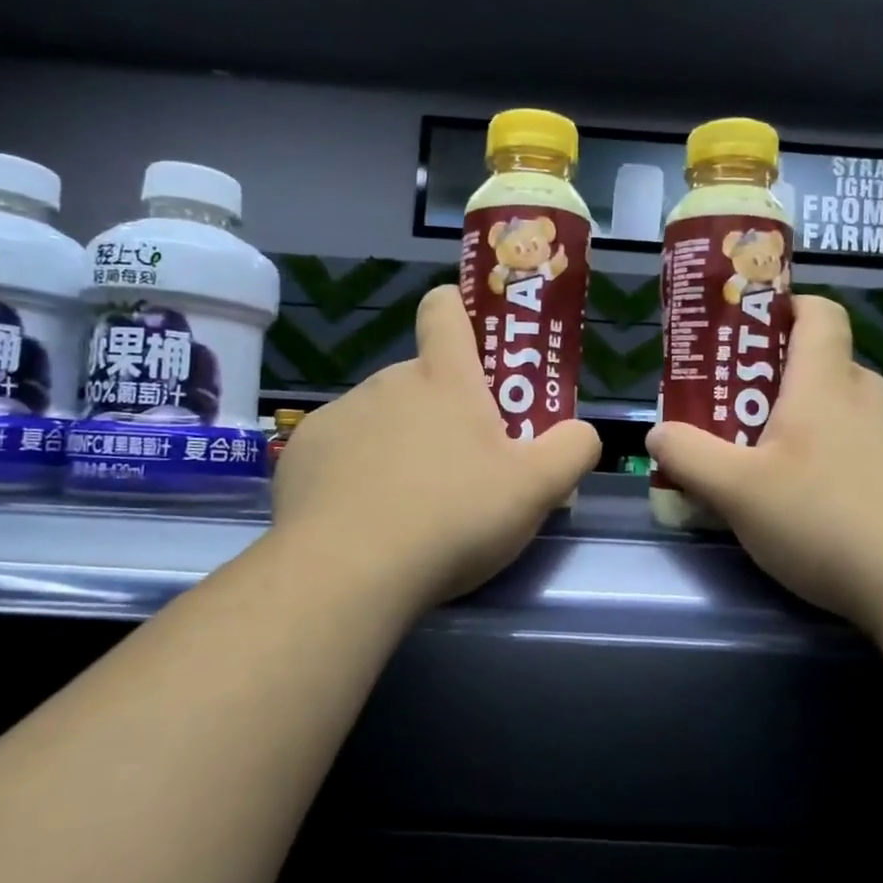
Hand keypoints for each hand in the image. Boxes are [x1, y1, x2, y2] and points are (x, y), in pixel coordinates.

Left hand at [269, 285, 600, 610]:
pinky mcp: (300, 455)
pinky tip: (364, 521)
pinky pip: (340, 452)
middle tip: (463, 470)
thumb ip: (573, 449)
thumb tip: (581, 432)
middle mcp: (386, 383)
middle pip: (421, 381)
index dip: (459, 313)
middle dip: (442, 413)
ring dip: (399, 446)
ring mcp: (338, 416)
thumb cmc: (453, 518)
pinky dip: (355, 475)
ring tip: (411, 507)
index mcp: (443, 379)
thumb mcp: (537, 489)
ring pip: (381, 420)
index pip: (446, 310)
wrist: (347, 572)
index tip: (473, 346)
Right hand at [644, 295, 882, 631]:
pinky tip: (861, 517)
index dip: (790, 309)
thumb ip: (688, 456)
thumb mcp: (735, 493)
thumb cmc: (823, 522)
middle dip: (793, 393)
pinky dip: (872, 469)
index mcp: (826, 386)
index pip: (819, 314)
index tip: (761, 333)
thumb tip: (658, 433)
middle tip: (759, 436)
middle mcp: (877, 396)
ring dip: (834, 433)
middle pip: (832, 372)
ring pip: (864, 416)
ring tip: (809, 487)